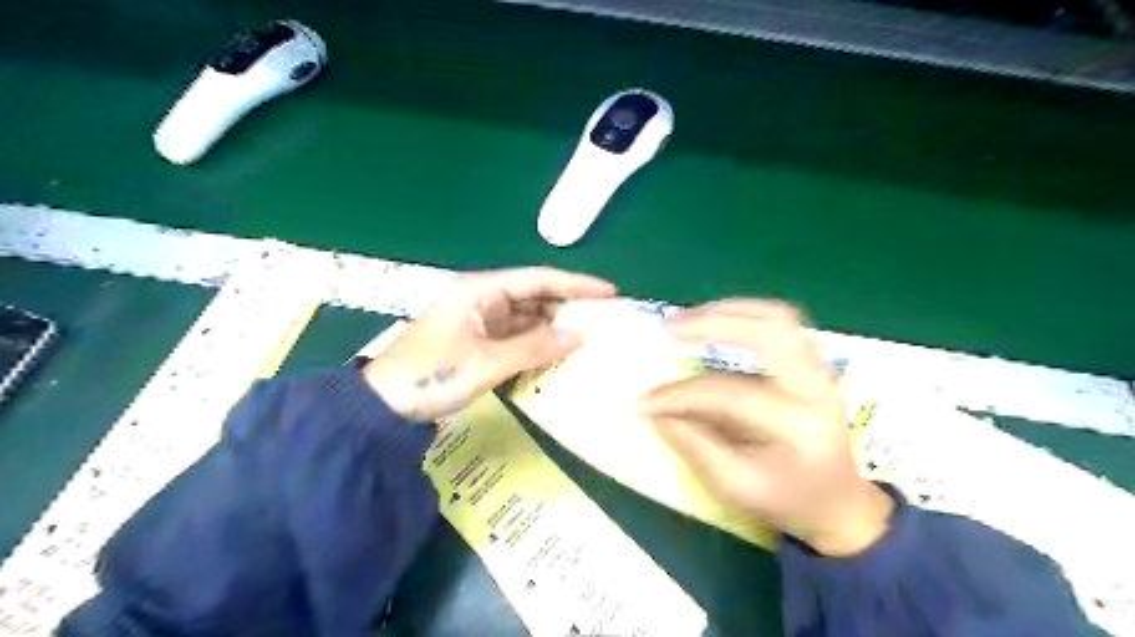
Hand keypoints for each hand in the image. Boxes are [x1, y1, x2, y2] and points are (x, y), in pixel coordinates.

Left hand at [365, 267, 617, 422]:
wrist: (382, 408)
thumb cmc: (432, 376)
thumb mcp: (487, 363)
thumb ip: (535, 347)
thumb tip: (581, 335)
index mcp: (480, 291)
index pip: (537, 279)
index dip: (575, 284)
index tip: (609, 293)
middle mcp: (482, 300)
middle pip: (534, 297)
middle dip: (567, 308)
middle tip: (604, 322)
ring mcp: (479, 322)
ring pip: (527, 319)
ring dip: (553, 329)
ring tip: (588, 340)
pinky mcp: (477, 343)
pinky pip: (516, 338)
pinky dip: (536, 346)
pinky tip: (557, 356)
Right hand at [642, 301, 891, 555]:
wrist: (838, 503)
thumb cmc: (786, 500)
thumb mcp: (734, 485)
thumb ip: (693, 445)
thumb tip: (656, 410)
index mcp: (797, 425)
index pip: (730, 394)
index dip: (681, 395)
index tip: (643, 400)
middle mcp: (815, 388)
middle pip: (770, 331)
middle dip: (715, 322)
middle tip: (671, 326)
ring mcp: (820, 370)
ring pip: (778, 317)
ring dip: (729, 311)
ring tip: (690, 318)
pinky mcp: (815, 364)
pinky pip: (780, 324)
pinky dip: (745, 316)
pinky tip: (718, 321)